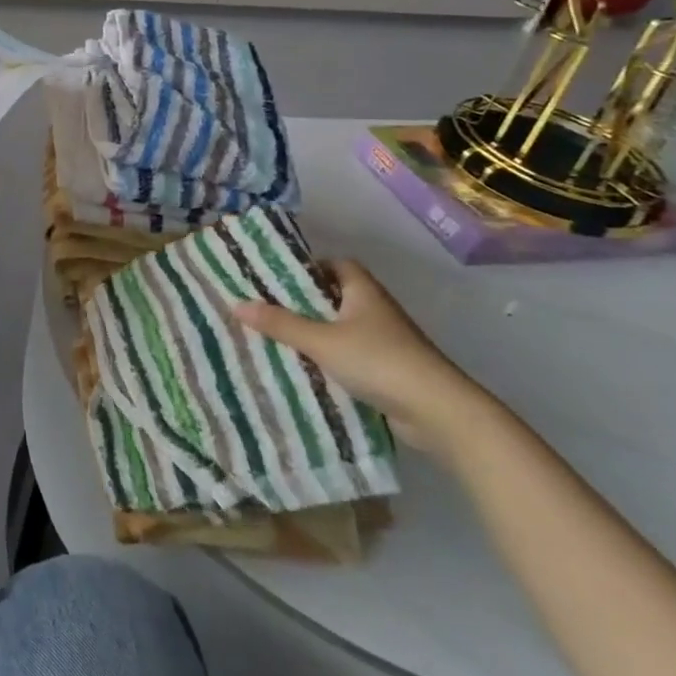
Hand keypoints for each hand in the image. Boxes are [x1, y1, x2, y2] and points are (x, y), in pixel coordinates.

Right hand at [234, 260, 497, 456]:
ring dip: (315, 333)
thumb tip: (236, 303)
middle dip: (303, 303)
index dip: (308, 267)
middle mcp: (375, 309)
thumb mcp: (321, 341)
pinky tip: (304, 369)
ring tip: (276, 338)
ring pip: (341, 328)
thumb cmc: (378, 361)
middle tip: (266, 308)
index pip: (334, 264)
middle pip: (334, 296)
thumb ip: (280, 323)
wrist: (438, 411)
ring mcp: (385, 340)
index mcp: (363, 290)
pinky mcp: (387, 369)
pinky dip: (329, 359)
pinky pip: (349, 355)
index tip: (276, 277)